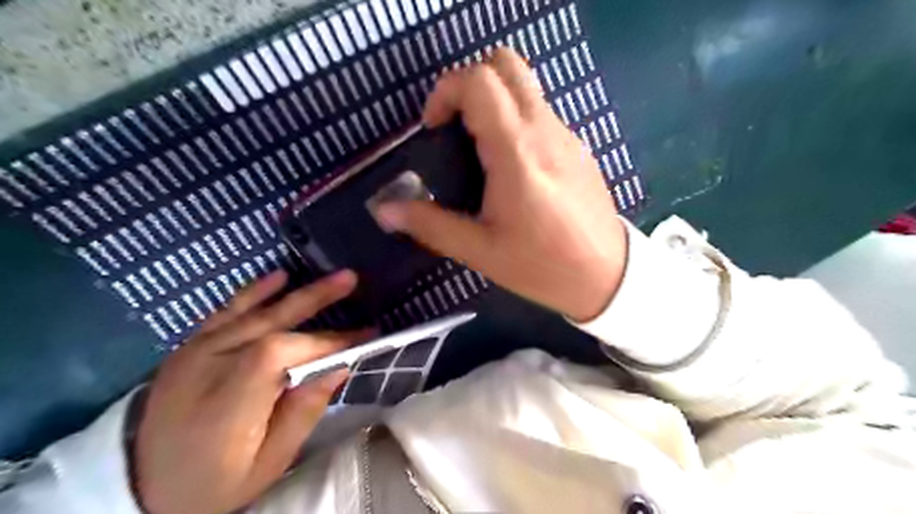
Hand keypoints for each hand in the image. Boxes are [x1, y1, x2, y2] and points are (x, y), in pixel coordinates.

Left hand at [134, 269, 364, 513]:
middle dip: (317, 300)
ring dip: (298, 292)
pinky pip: (225, 312)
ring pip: (253, 313)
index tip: (362, 337)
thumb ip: (303, 412)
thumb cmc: (214, 482)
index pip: (281, 354)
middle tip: (352, 280)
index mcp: (227, 403)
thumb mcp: (267, 463)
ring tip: (334, 278)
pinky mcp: (189, 347)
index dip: (325, 341)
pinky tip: (279, 276)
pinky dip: (254, 293)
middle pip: (270, 324)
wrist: (140, 486)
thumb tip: (339, 366)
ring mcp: (194, 353)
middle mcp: (208, 368)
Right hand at [375, 49, 625, 320]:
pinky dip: (516, 119)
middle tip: (455, 126)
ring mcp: (567, 135)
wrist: (607, 276)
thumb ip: (430, 224)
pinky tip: (511, 167)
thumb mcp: (480, 251)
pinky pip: (541, 112)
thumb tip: (384, 210)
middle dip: (470, 82)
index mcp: (517, 153)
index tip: (434, 129)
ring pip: (526, 86)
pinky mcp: (578, 146)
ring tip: (479, 151)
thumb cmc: (542, 266)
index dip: (446, 91)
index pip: (480, 82)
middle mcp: (545, 131)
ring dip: (494, 101)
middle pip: (507, 63)